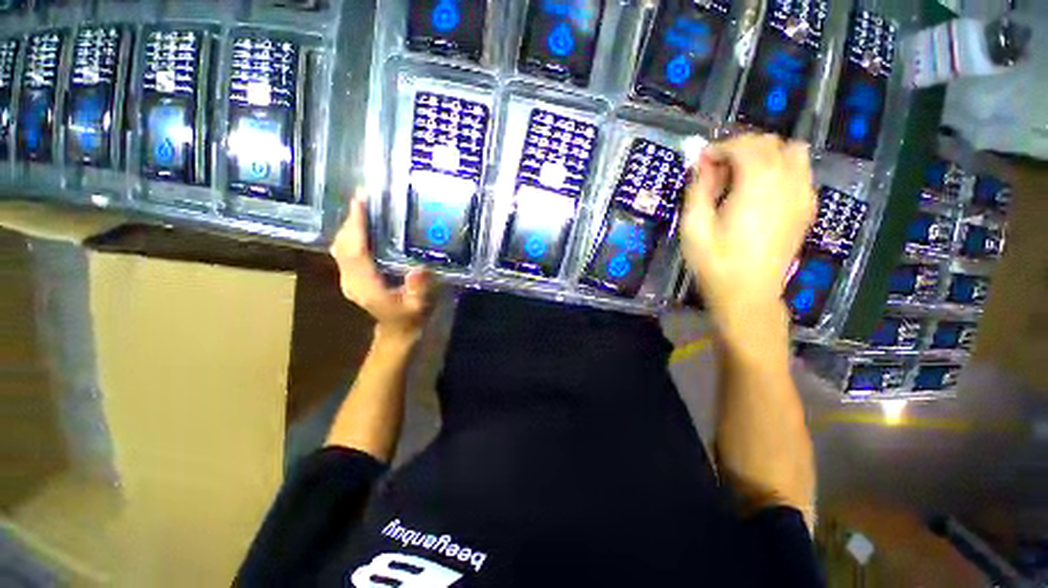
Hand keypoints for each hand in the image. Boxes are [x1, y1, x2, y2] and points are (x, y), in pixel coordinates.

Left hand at [330, 197, 436, 343]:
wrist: (398, 331)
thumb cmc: (411, 318)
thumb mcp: (421, 306)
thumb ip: (419, 290)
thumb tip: (419, 269)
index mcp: (366, 286)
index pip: (355, 252)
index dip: (356, 227)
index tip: (360, 203)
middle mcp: (351, 280)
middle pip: (343, 246)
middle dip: (351, 221)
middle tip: (364, 198)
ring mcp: (349, 279)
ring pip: (341, 247)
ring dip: (349, 226)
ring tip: (363, 207)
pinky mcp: (352, 277)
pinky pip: (346, 252)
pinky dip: (351, 235)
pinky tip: (362, 226)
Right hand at [680, 134, 815, 342]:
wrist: (748, 294)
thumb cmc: (715, 262)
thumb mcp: (694, 227)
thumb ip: (698, 189)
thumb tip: (701, 164)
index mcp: (757, 185)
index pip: (744, 145)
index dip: (719, 147)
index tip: (700, 162)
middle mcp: (787, 182)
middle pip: (770, 143)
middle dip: (740, 148)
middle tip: (716, 170)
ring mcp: (803, 194)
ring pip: (792, 152)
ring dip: (764, 155)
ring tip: (741, 176)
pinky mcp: (806, 208)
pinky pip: (800, 172)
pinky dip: (780, 169)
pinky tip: (761, 191)